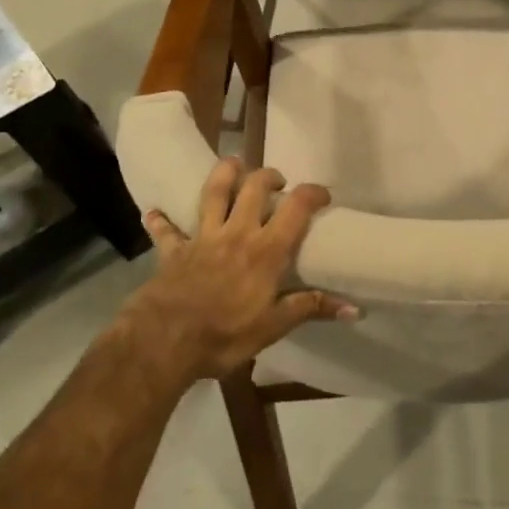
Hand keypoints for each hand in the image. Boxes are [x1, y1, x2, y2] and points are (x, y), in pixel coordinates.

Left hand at [130, 158, 355, 381]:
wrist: (163, 343)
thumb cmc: (224, 335)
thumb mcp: (273, 327)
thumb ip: (311, 308)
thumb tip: (354, 309)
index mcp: (266, 250)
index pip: (296, 207)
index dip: (313, 193)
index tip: (323, 195)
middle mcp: (236, 233)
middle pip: (254, 187)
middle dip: (269, 176)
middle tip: (277, 182)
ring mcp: (202, 238)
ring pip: (213, 192)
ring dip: (224, 173)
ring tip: (234, 166)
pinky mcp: (174, 251)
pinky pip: (167, 231)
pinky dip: (161, 221)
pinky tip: (154, 214)